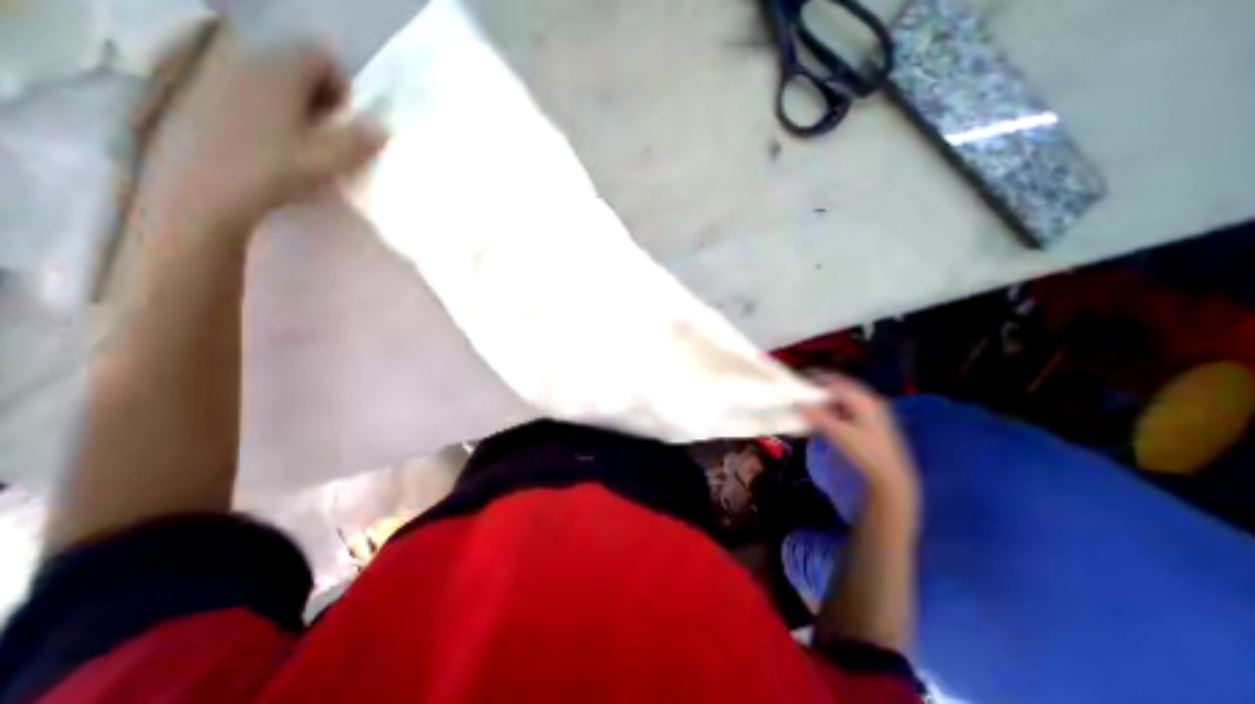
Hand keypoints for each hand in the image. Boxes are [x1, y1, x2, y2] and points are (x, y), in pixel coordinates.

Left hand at [129, 21, 388, 240]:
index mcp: (280, 74)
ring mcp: (218, 77)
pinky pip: (247, 90)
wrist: (204, 190)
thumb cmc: (275, 172)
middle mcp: (246, 63)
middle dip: (319, 95)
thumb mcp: (329, 161)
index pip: (320, 56)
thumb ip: (359, 141)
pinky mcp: (201, 96)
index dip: (342, 85)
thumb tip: (382, 128)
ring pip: (271, 78)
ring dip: (295, 104)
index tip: (348, 119)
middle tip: (331, 132)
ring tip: (304, 140)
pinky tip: (273, 142)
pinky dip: (269, 109)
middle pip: (294, 65)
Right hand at [799, 375, 920, 498]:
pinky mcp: (874, 421)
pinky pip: (851, 406)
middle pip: (843, 386)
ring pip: (847, 397)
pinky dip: (837, 406)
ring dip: (830, 396)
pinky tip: (828, 414)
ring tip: (813, 399)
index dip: (818, 376)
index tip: (801, 376)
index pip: (836, 381)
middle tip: (805, 387)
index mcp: (863, 400)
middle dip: (823, 385)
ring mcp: (874, 411)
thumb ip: (817, 416)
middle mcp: (870, 400)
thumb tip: (797, 403)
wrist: (891, 476)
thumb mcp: (838, 434)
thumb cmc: (865, 452)